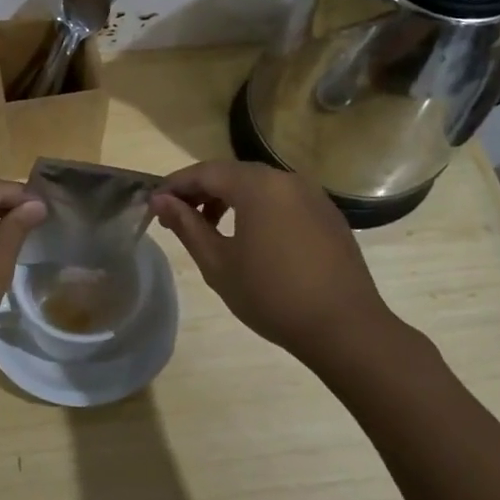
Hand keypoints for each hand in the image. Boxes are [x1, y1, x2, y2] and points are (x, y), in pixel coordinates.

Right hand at [150, 160, 403, 362]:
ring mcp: (312, 195)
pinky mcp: (327, 214)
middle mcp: (286, 179)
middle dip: (201, 191)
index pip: (205, 172)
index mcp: (258, 186)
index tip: (155, 204)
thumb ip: (187, 226)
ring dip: (229, 199)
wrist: (344, 328)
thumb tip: (161, 200)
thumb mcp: (218, 263)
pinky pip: (282, 199)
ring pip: (259, 185)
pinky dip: (258, 208)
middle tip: (178, 217)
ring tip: (210, 229)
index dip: (176, 184)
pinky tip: (250, 238)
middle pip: (233, 174)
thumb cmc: (271, 295)